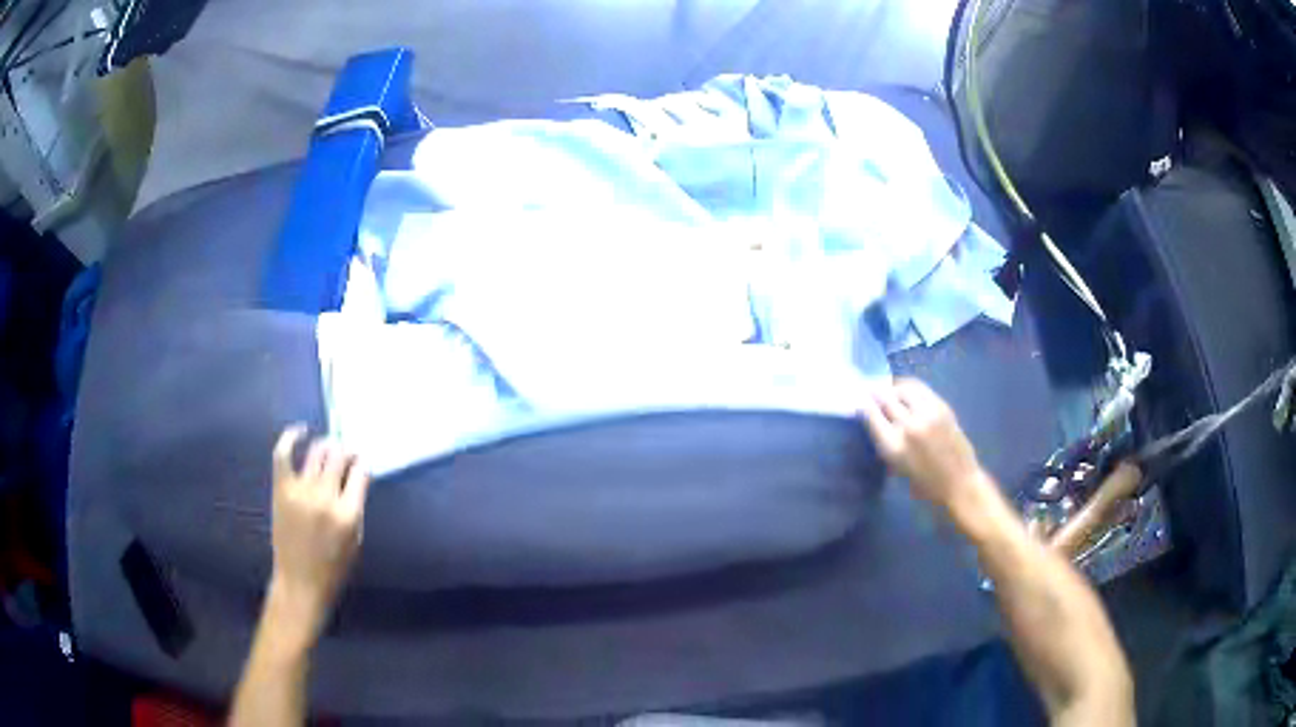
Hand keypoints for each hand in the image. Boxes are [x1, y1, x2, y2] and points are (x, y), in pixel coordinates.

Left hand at [268, 425, 370, 636]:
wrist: (300, 582)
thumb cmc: (334, 568)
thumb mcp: (356, 541)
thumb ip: (356, 507)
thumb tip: (357, 477)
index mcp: (348, 514)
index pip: (360, 471)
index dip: (363, 463)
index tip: (362, 462)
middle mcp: (325, 497)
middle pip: (339, 456)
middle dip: (347, 451)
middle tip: (347, 454)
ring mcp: (300, 490)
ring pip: (317, 451)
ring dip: (327, 445)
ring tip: (330, 448)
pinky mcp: (281, 489)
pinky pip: (284, 453)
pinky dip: (291, 437)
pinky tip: (301, 430)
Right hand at [860, 378, 988, 510]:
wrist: (960, 483)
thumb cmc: (926, 485)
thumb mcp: (898, 468)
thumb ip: (887, 444)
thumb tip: (878, 424)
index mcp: (893, 446)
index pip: (870, 414)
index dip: (862, 405)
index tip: (858, 401)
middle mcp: (908, 426)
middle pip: (884, 398)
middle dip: (874, 392)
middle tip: (869, 389)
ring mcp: (926, 414)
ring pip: (903, 389)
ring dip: (893, 388)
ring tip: (889, 390)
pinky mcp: (941, 407)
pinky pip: (920, 389)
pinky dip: (910, 387)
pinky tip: (906, 390)